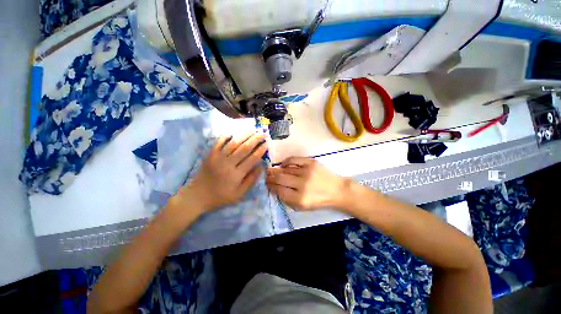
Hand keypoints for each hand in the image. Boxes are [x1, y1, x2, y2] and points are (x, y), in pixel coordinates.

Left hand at [173, 133, 267, 215]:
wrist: (197, 196)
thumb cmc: (221, 196)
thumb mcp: (239, 194)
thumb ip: (251, 180)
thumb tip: (261, 167)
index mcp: (236, 174)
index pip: (252, 159)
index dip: (260, 151)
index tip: (266, 144)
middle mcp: (228, 164)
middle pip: (244, 148)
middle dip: (255, 140)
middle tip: (262, 134)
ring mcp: (218, 158)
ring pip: (233, 143)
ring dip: (244, 135)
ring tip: (252, 130)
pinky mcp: (210, 155)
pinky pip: (219, 142)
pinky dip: (226, 136)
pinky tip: (233, 133)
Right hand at [266, 157, 350, 210]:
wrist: (337, 190)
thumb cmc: (319, 200)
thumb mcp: (302, 207)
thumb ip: (287, 200)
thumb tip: (275, 189)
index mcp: (300, 199)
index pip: (279, 190)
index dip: (270, 186)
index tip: (267, 184)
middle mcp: (302, 184)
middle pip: (280, 178)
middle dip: (270, 177)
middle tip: (267, 176)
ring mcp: (307, 171)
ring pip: (285, 169)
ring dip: (277, 170)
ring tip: (273, 171)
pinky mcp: (311, 162)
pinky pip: (293, 159)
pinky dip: (286, 162)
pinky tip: (283, 165)